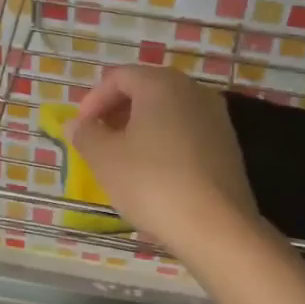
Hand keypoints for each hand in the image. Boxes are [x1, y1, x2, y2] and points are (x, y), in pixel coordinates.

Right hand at [71, 65, 260, 258]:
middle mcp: (193, 91)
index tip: (80, 129)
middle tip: (98, 141)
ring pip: (168, 113)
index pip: (119, 77)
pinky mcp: (228, 146)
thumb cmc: (152, 183)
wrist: (216, 227)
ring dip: (141, 129)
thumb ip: (86, 135)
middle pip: (147, 90)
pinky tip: (154, 174)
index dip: (93, 100)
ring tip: (123, 160)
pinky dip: (164, 144)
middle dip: (117, 112)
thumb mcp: (105, 159)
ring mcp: (216, 118)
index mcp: (161, 84)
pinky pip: (187, 134)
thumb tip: (76, 124)